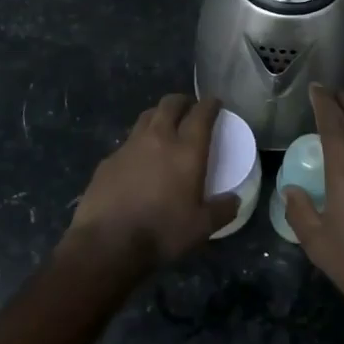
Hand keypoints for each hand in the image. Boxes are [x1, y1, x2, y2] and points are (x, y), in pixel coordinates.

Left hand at [67, 94, 240, 269]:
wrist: (107, 242)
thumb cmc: (161, 231)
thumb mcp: (201, 227)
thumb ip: (222, 210)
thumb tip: (235, 200)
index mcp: (186, 151)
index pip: (201, 114)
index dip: (210, 104)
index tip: (215, 102)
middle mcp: (158, 139)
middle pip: (170, 104)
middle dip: (183, 101)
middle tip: (189, 108)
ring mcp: (130, 146)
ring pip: (147, 117)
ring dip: (159, 115)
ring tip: (164, 126)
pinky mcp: (108, 160)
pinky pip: (128, 142)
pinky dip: (138, 142)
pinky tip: (139, 159)